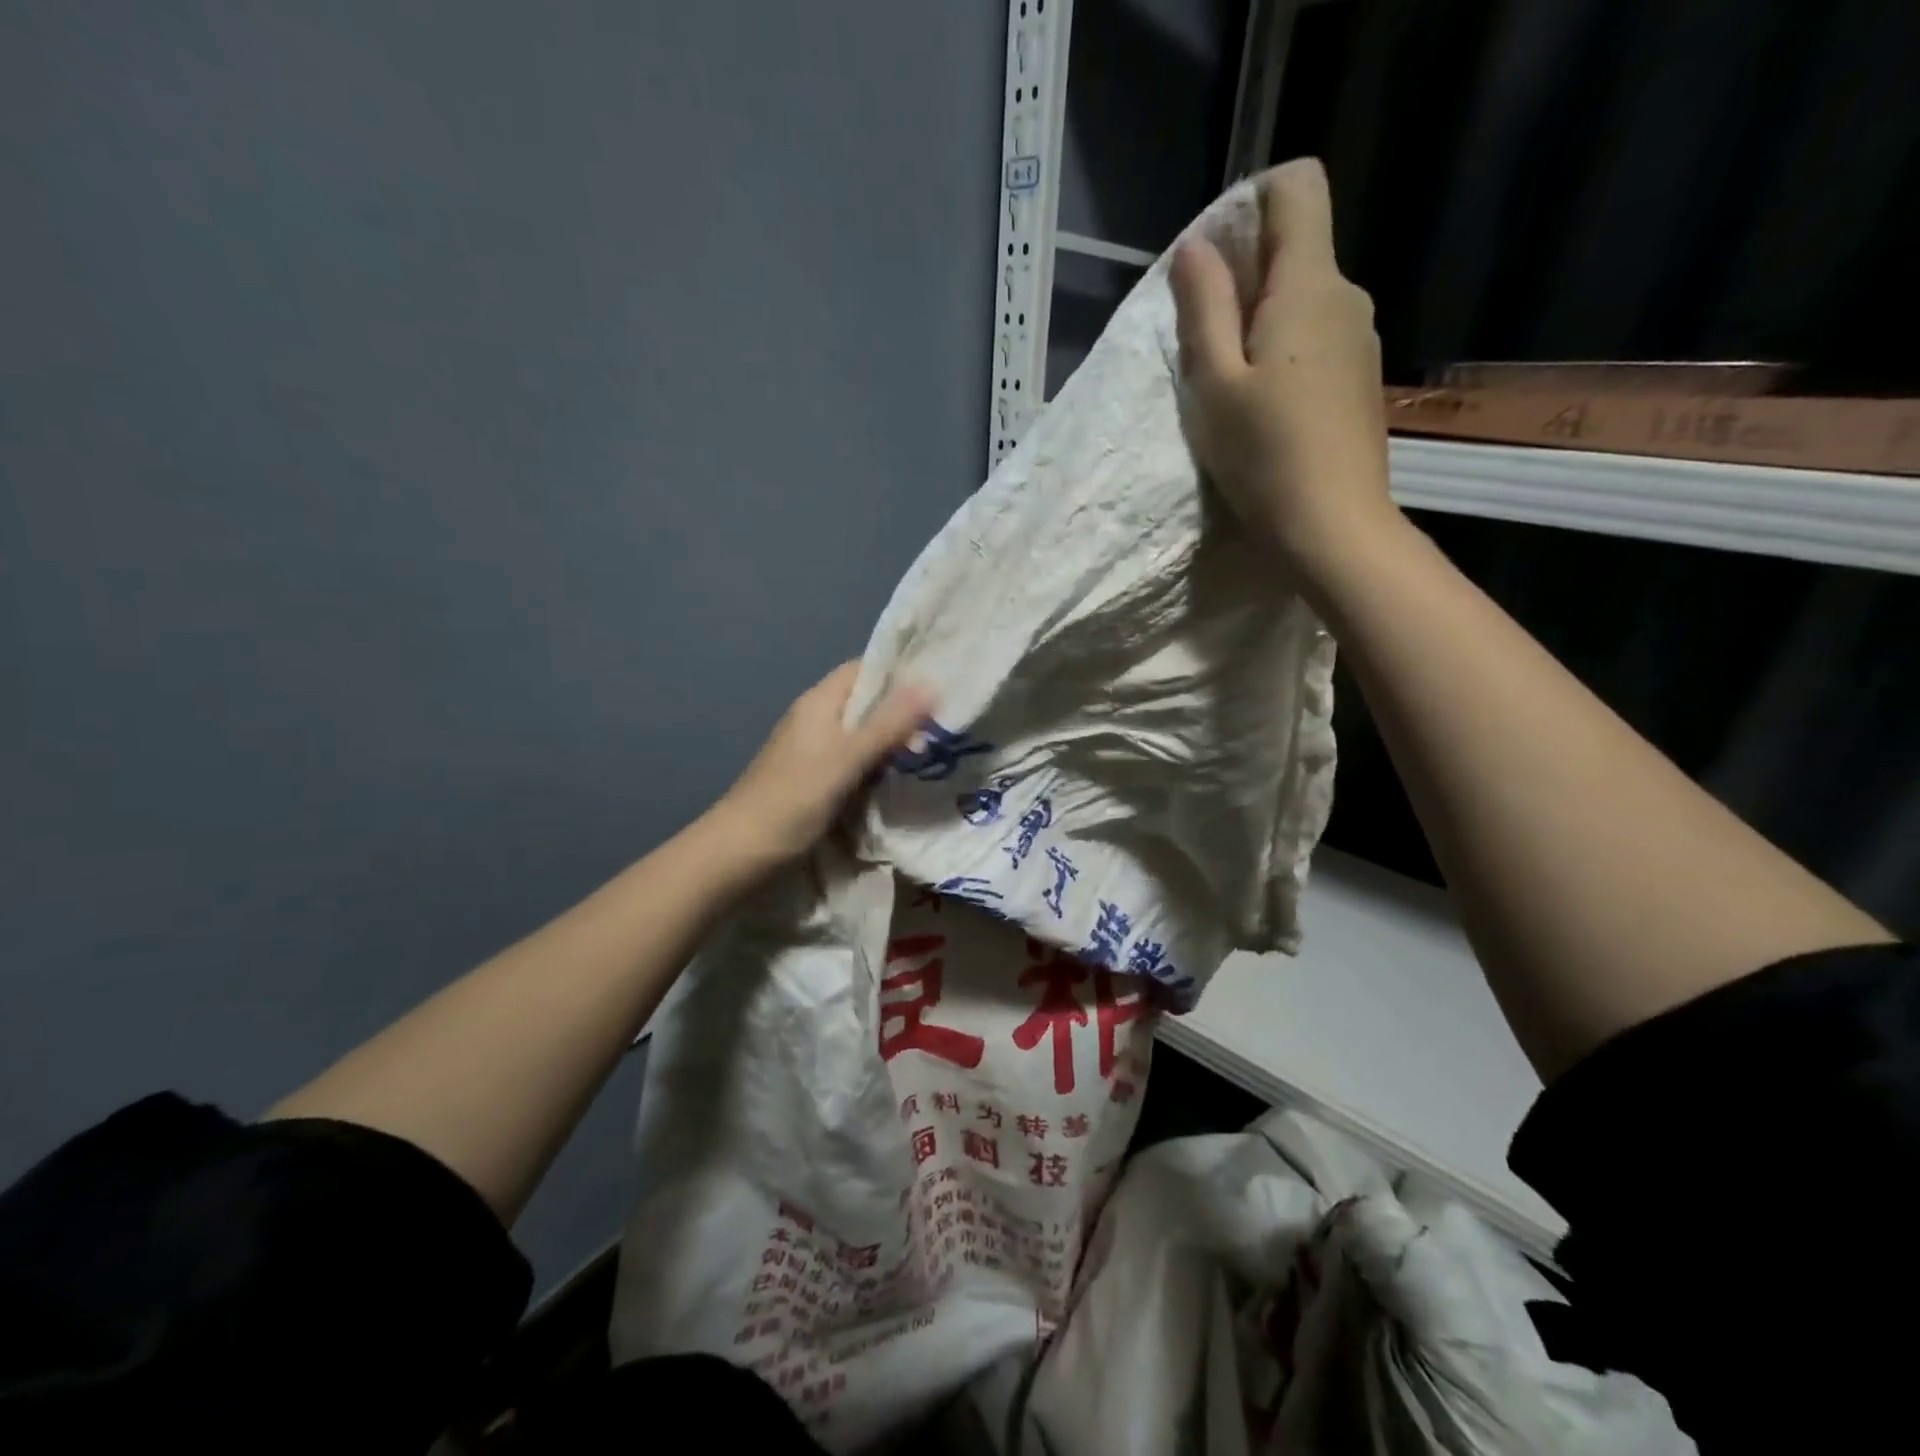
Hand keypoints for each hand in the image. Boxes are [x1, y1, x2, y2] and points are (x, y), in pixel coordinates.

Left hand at [711, 661, 933, 869]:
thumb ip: (888, 724)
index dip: (899, 672)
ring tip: (931, 752)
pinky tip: (898, 778)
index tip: (938, 685)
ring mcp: (813, 750)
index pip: (865, 669)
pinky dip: (876, 765)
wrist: (740, 850)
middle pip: (865, 702)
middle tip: (942, 728)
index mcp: (820, 703)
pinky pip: (853, 760)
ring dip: (891, 741)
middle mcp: (816, 719)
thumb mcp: (847, 758)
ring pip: (861, 734)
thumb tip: (931, 684)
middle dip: (902, 711)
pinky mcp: (814, 778)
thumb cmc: (794, 798)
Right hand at [1170, 158, 1399, 579]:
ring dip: (1261, 321)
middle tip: (1204, 341)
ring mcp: (1361, 339)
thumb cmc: (1264, 455)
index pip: (1297, 186)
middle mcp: (1347, 296)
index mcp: (1310, 284)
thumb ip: (1204, 307)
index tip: (1212, 262)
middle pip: (1298, 246)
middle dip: (1245, 274)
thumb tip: (1196, 248)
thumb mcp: (1214, 383)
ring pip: (1305, 298)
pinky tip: (1265, 407)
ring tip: (1230, 385)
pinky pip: (1317, 338)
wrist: (1333, 527)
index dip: (1250, 203)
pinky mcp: (1360, 378)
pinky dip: (1284, 352)